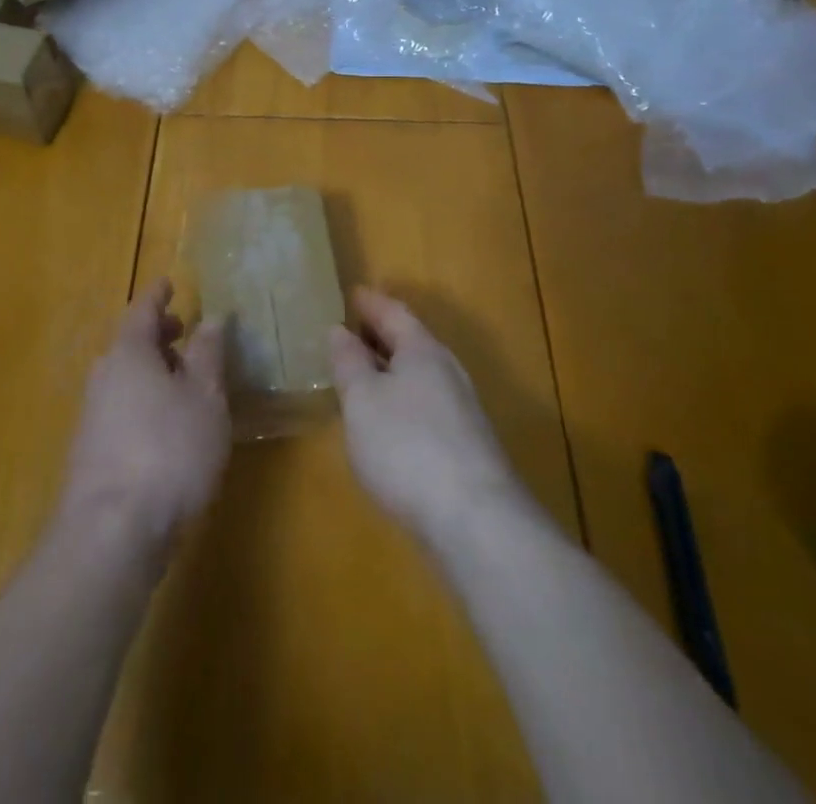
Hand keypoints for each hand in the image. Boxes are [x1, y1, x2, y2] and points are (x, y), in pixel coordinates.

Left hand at [58, 279, 229, 549]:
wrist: (111, 532)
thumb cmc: (168, 450)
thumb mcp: (205, 397)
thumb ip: (208, 353)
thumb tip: (212, 316)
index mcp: (128, 353)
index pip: (142, 310)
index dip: (158, 295)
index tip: (170, 283)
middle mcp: (104, 376)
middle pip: (130, 344)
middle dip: (158, 335)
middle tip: (184, 331)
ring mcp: (92, 416)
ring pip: (125, 378)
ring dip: (153, 371)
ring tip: (184, 380)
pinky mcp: (92, 453)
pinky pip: (122, 407)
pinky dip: (144, 401)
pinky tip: (167, 425)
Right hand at [330, 288, 529, 549]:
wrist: (476, 522)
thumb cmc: (407, 447)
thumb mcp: (362, 400)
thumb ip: (349, 363)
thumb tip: (339, 330)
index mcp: (423, 351)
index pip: (394, 313)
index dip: (371, 303)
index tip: (352, 293)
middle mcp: (447, 372)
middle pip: (411, 342)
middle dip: (381, 335)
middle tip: (350, 331)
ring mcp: (462, 411)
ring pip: (420, 376)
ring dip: (391, 370)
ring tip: (362, 375)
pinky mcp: (466, 447)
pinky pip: (426, 405)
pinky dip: (402, 400)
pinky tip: (387, 422)